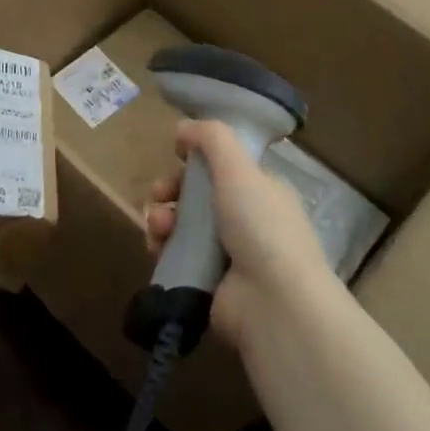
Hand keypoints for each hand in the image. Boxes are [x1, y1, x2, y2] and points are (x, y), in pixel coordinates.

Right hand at [145, 120, 332, 346]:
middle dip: (171, 188)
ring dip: (162, 217)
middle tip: (159, 192)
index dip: (196, 158)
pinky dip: (161, 247)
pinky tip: (156, 246)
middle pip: (196, 193)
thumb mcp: (239, 168)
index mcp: (261, 190)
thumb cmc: (261, 226)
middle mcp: (245, 219)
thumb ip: (212, 138)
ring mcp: (226, 253)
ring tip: (159, 226)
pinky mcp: (206, 281)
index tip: (177, 153)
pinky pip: (175, 255)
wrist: (273, 303)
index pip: (222, 165)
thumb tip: (184, 127)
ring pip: (181, 224)